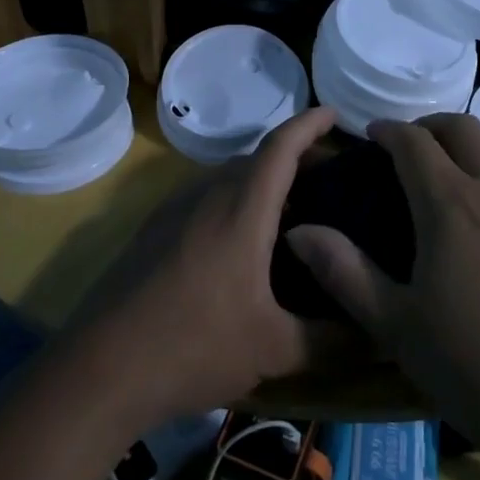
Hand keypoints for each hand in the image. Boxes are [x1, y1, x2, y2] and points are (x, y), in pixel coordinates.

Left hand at [64, 107, 351, 427]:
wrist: (100, 368)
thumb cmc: (194, 347)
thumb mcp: (273, 349)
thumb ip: (331, 339)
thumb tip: (379, 335)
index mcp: (241, 210)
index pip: (281, 147)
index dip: (310, 124)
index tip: (335, 111)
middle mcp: (206, 196)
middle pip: (256, 159)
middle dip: (293, 158)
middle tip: (327, 181)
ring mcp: (173, 210)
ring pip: (226, 178)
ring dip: (260, 182)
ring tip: (290, 213)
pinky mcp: (152, 230)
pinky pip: (203, 198)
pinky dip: (232, 201)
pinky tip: (240, 243)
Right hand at [285, 114, 479, 479]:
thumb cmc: (477, 370)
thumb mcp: (396, 327)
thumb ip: (343, 272)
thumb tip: (298, 231)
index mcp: (451, 205)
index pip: (413, 141)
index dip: (388, 130)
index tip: (371, 135)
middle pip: (463, 127)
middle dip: (429, 126)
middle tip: (410, 148)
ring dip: (477, 141)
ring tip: (461, 167)